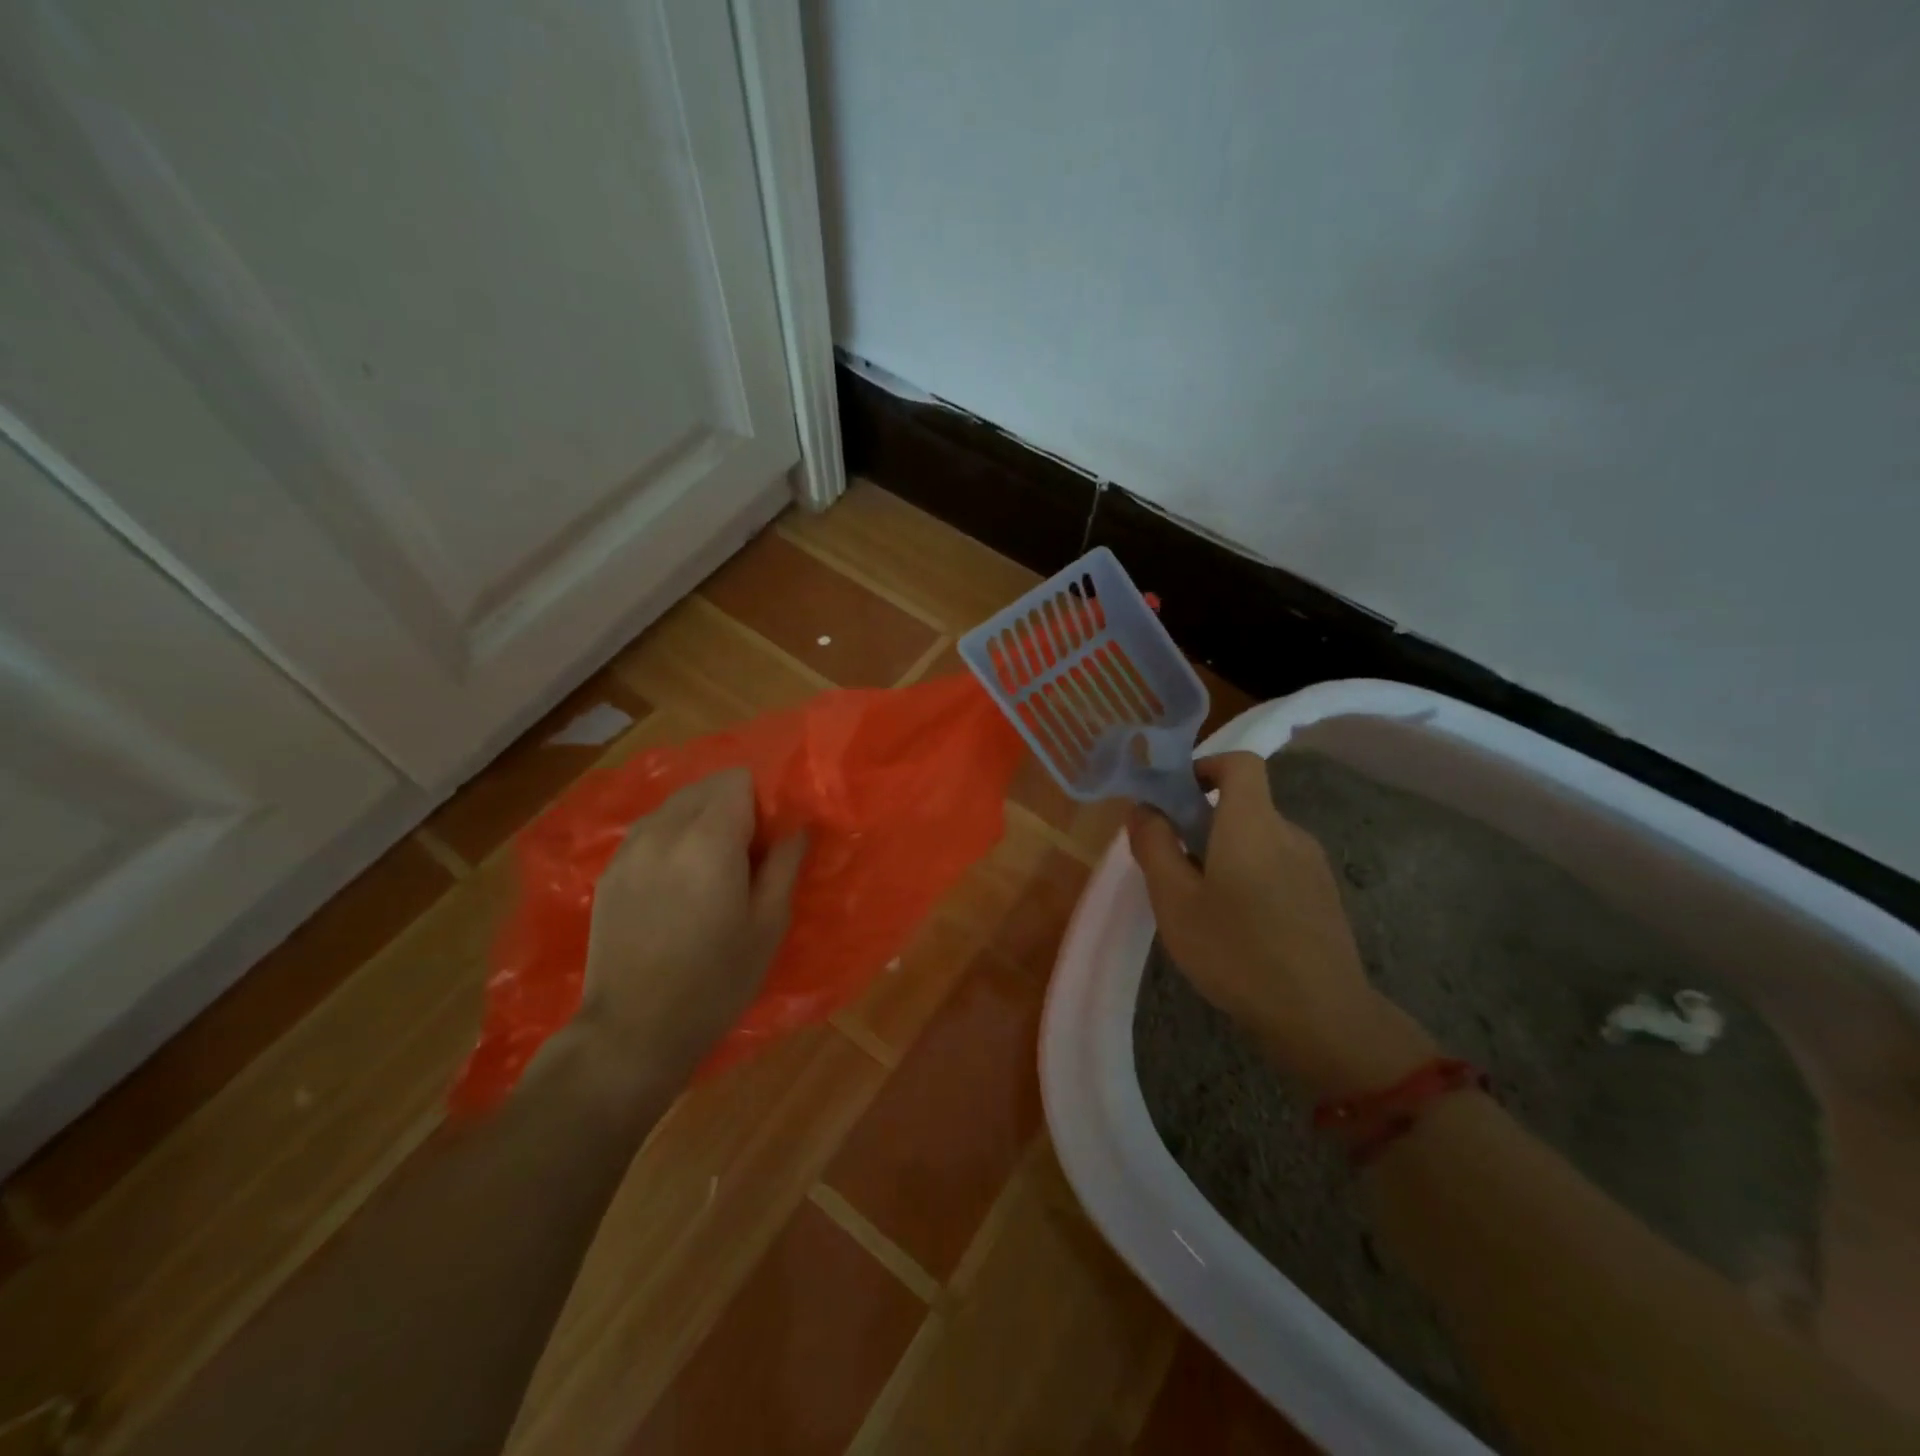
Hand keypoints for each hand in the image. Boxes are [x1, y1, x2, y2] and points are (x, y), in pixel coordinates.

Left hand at [564, 768, 805, 1096]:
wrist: (633, 1031)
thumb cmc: (716, 981)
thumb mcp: (768, 925)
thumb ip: (784, 864)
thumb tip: (798, 826)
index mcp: (710, 839)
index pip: (739, 779)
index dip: (762, 799)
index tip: (771, 835)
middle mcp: (665, 830)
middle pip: (706, 785)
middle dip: (733, 804)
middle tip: (747, 851)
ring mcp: (630, 848)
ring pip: (675, 804)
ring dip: (701, 817)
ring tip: (712, 864)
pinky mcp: (610, 870)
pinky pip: (650, 829)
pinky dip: (672, 836)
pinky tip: (678, 879)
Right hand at [1127, 752, 1433, 1096]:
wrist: (1321, 1017)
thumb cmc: (1235, 951)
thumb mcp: (1174, 900)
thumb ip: (1154, 846)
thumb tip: (1144, 809)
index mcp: (1253, 823)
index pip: (1239, 763)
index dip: (1205, 766)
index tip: (1176, 796)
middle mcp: (1289, 833)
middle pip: (1246, 805)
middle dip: (1205, 821)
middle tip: (1173, 863)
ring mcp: (1313, 866)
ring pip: (1260, 840)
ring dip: (1227, 853)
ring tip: (1201, 903)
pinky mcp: (1324, 897)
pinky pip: (1279, 867)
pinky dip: (1251, 876)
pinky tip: (1237, 926)